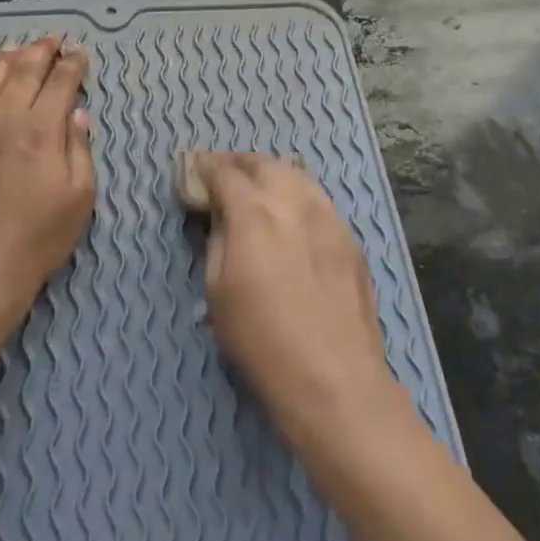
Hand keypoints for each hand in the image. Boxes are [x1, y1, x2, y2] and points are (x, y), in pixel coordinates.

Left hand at [0, 38, 93, 318]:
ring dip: (0, 64)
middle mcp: (3, 122)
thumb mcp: (79, 196)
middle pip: (22, 74)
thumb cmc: (40, 238)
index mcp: (41, 131)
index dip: (73, 65)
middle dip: (39, 52)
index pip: (61, 84)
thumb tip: (77, 112)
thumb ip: (79, 149)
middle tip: (50, 41)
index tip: (80, 52)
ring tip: (10, 52)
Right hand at [182, 153, 402, 445]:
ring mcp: (327, 216)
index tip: (190, 172)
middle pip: (263, 163)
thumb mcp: (217, 290)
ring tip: (255, 188)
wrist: (334, 377)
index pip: (223, 172)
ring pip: (296, 175)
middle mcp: (293, 200)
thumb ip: (216, 239)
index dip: (203, 168)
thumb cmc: (261, 339)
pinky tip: (289, 215)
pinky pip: (317, 199)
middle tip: (220, 175)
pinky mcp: (349, 237)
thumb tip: (217, 214)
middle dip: (237, 164)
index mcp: (254, 211)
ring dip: (270, 174)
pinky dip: (296, 194)